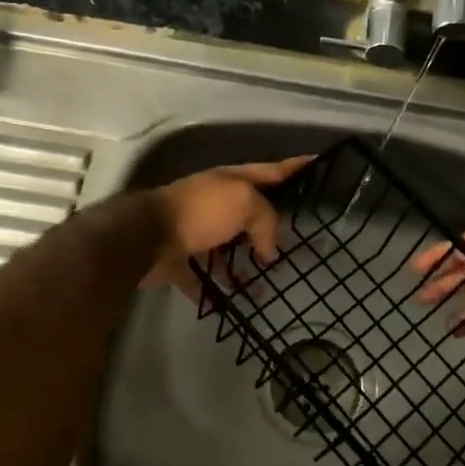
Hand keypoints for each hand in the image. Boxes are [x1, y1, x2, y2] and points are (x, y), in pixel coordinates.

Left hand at [141, 157, 312, 294]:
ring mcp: (194, 231)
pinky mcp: (179, 260)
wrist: (147, 237)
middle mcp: (213, 203)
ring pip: (226, 249)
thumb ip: (266, 220)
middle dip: (270, 228)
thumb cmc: (201, 212)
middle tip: (295, 245)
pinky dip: (214, 291)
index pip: (271, 171)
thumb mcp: (244, 203)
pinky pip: (201, 278)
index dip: (295, 167)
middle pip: (249, 213)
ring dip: (244, 266)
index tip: (317, 162)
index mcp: (230, 182)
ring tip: (267, 286)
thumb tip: (268, 251)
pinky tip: (230, 303)